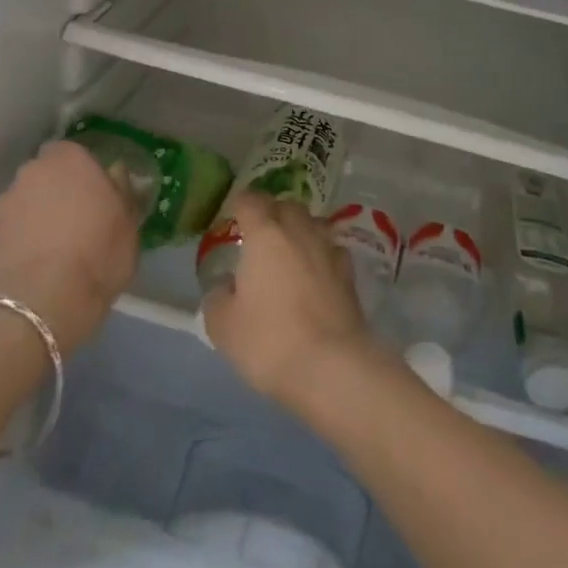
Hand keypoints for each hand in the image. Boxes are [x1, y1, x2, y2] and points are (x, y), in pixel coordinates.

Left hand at [0, 140, 137, 350]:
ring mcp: (6, 202)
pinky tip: (35, 261)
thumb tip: (115, 174)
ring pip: (27, 200)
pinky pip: (12, 227)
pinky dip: (21, 237)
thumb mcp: (129, 225)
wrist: (40, 305)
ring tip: (53, 246)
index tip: (96, 193)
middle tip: (76, 218)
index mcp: (70, 159)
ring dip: (37, 213)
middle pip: (47, 174)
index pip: (74, 152)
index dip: (84, 172)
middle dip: (58, 190)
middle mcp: (33, 171)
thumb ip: (122, 192)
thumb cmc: (97, 256)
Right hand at [201, 193, 372, 413]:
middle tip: (258, 235)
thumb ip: (218, 298)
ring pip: (312, 224)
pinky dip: (319, 254)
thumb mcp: (223, 326)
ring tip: (288, 252)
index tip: (232, 216)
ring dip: (298, 231)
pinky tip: (314, 273)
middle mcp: (300, 230)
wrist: (332, 366)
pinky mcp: (349, 273)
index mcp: (265, 233)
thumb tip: (224, 287)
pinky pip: (330, 249)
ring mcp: (329, 249)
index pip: (250, 200)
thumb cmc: (269, 341)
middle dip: (271, 213)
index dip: (239, 204)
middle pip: (286, 206)